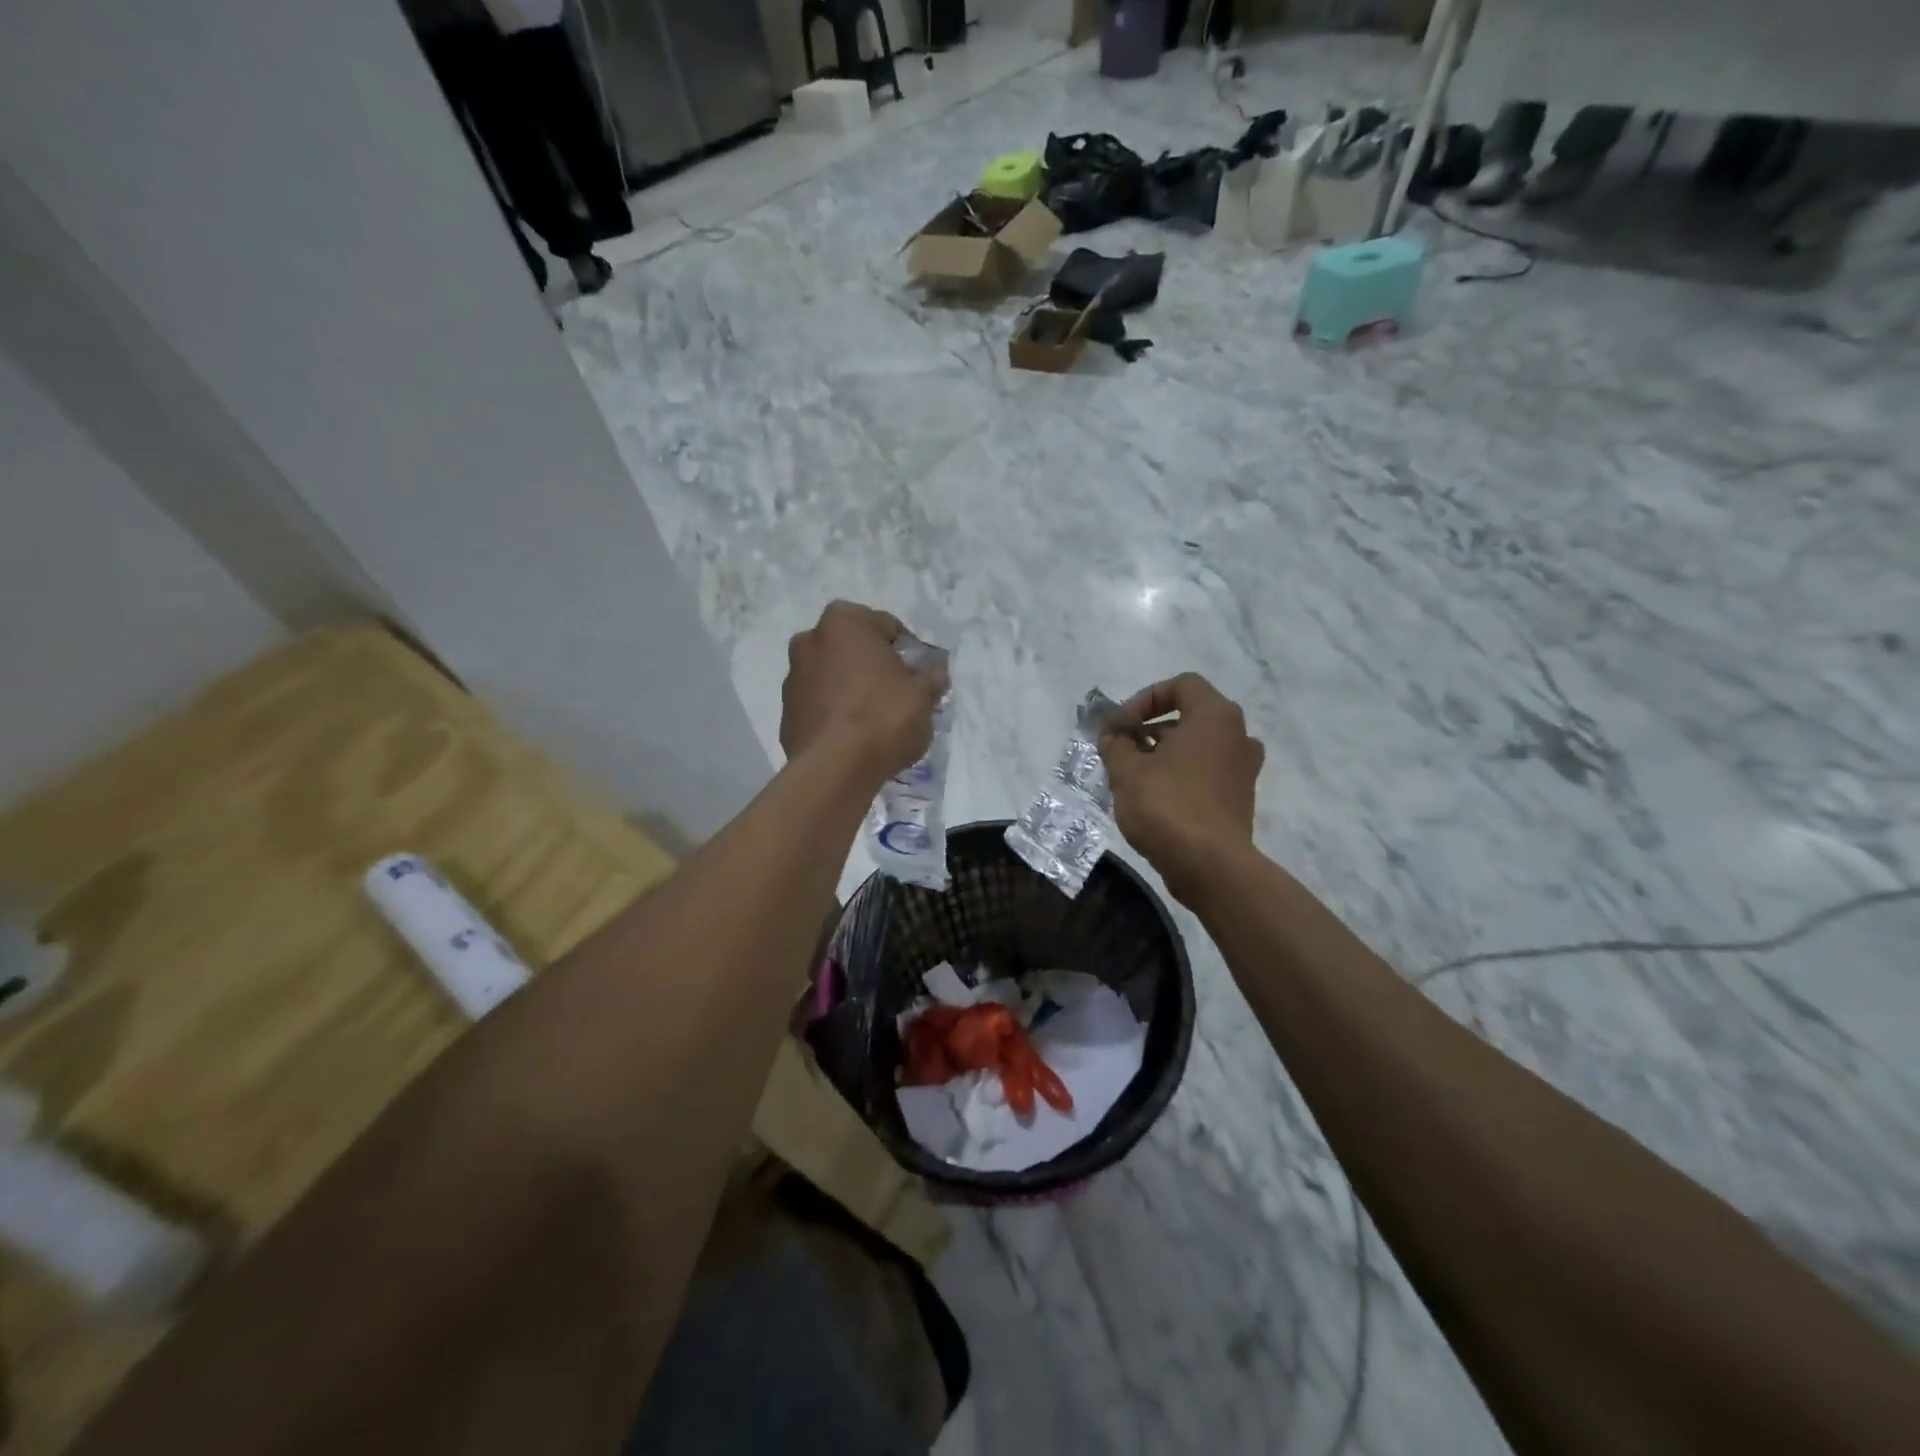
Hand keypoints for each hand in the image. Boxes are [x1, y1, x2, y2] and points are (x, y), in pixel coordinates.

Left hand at [781, 602, 942, 785]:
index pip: (886, 626)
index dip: (907, 651)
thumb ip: (929, 679)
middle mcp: (810, 640)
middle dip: (874, 666)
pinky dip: (835, 712)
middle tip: (898, 694)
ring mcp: (793, 677)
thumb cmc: (883, 717)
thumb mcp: (922, 696)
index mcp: (844, 622)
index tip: (919, 676)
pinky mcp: (786, 713)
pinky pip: (819, 704)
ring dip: (851, 688)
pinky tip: (853, 736)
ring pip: (833, 676)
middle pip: (854, 649)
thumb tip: (935, 674)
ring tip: (875, 719)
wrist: (835, 768)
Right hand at [1101, 673, 1263, 901]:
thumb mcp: (1127, 770)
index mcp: (1215, 716)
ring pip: (1198, 747)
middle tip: (1122, 750)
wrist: (1210, 866)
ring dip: (1164, 754)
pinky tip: (1153, 799)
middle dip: (1150, 729)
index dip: (1145, 698)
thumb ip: (1115, 744)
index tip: (1120, 725)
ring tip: (1133, 776)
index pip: (1181, 685)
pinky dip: (1181, 776)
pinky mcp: (1239, 799)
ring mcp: (1243, 769)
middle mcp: (1238, 735)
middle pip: (1190, 716)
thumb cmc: (1167, 805)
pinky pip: (1206, 773)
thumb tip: (1111, 735)